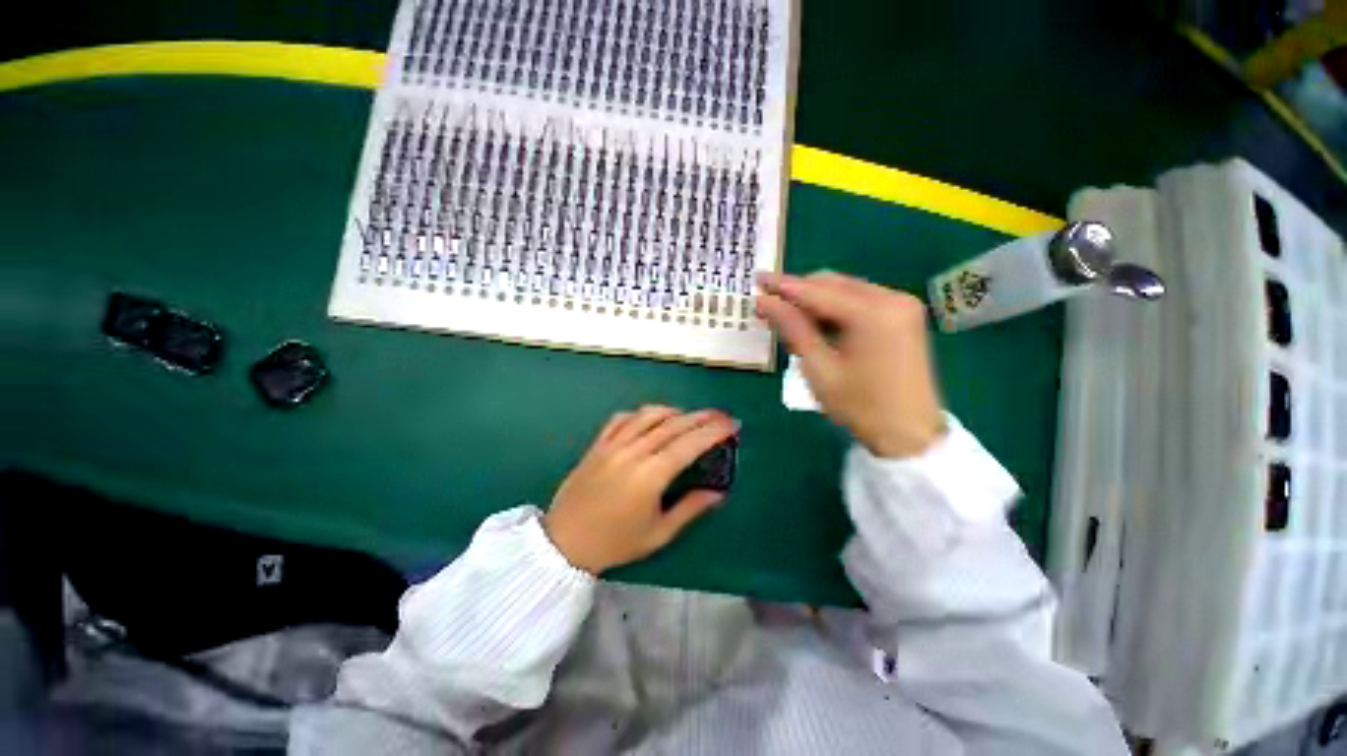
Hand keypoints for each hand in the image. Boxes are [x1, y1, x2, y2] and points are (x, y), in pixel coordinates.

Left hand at [543, 406, 737, 574]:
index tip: (732, 424)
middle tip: (720, 415)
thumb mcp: (658, 533)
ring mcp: (613, 445)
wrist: (564, 543)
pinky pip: (622, 419)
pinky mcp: (598, 445)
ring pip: (648, 416)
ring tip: (689, 416)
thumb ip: (690, 509)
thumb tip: (718, 493)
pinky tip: (651, 418)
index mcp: (650, 476)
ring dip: (673, 411)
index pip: (689, 444)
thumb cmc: (615, 543)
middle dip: (701, 417)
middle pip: (673, 425)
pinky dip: (641, 414)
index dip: (713, 432)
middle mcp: (633, 453)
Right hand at [756, 271, 944, 458]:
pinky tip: (816, 322)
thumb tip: (764, 302)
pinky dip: (835, 308)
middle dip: (799, 291)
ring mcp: (901, 305)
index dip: (783, 286)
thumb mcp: (819, 368)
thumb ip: (792, 328)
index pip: (817, 291)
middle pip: (834, 284)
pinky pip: (860, 301)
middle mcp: (892, 298)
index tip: (757, 280)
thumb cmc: (860, 406)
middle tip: (768, 301)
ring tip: (787, 315)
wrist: (909, 435)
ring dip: (815, 300)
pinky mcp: (903, 316)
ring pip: (846, 290)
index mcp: (873, 312)